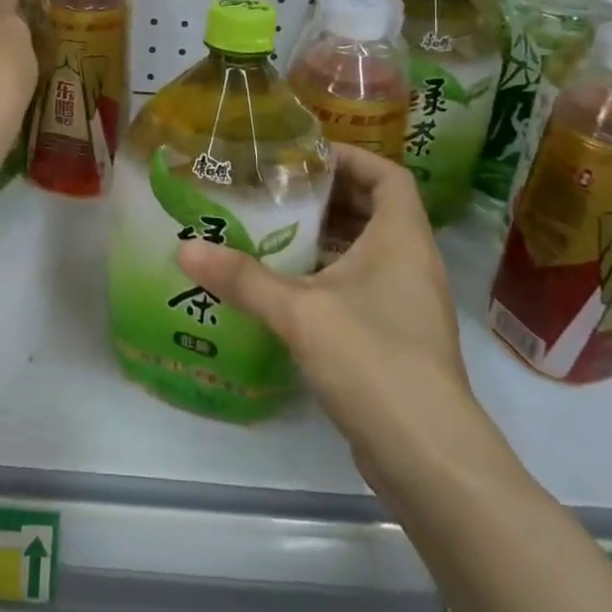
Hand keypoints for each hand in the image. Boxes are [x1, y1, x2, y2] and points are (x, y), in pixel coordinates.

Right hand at [176, 145, 473, 465]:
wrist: (427, 454)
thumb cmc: (372, 359)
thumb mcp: (300, 312)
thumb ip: (242, 278)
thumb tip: (184, 249)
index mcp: (402, 239)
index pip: (388, 175)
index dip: (351, 158)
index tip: (305, 157)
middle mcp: (411, 263)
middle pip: (374, 210)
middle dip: (327, 198)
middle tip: (275, 192)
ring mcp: (408, 304)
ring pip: (366, 252)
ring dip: (325, 240)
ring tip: (272, 233)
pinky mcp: (397, 338)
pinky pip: (362, 288)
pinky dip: (328, 277)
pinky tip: (286, 290)